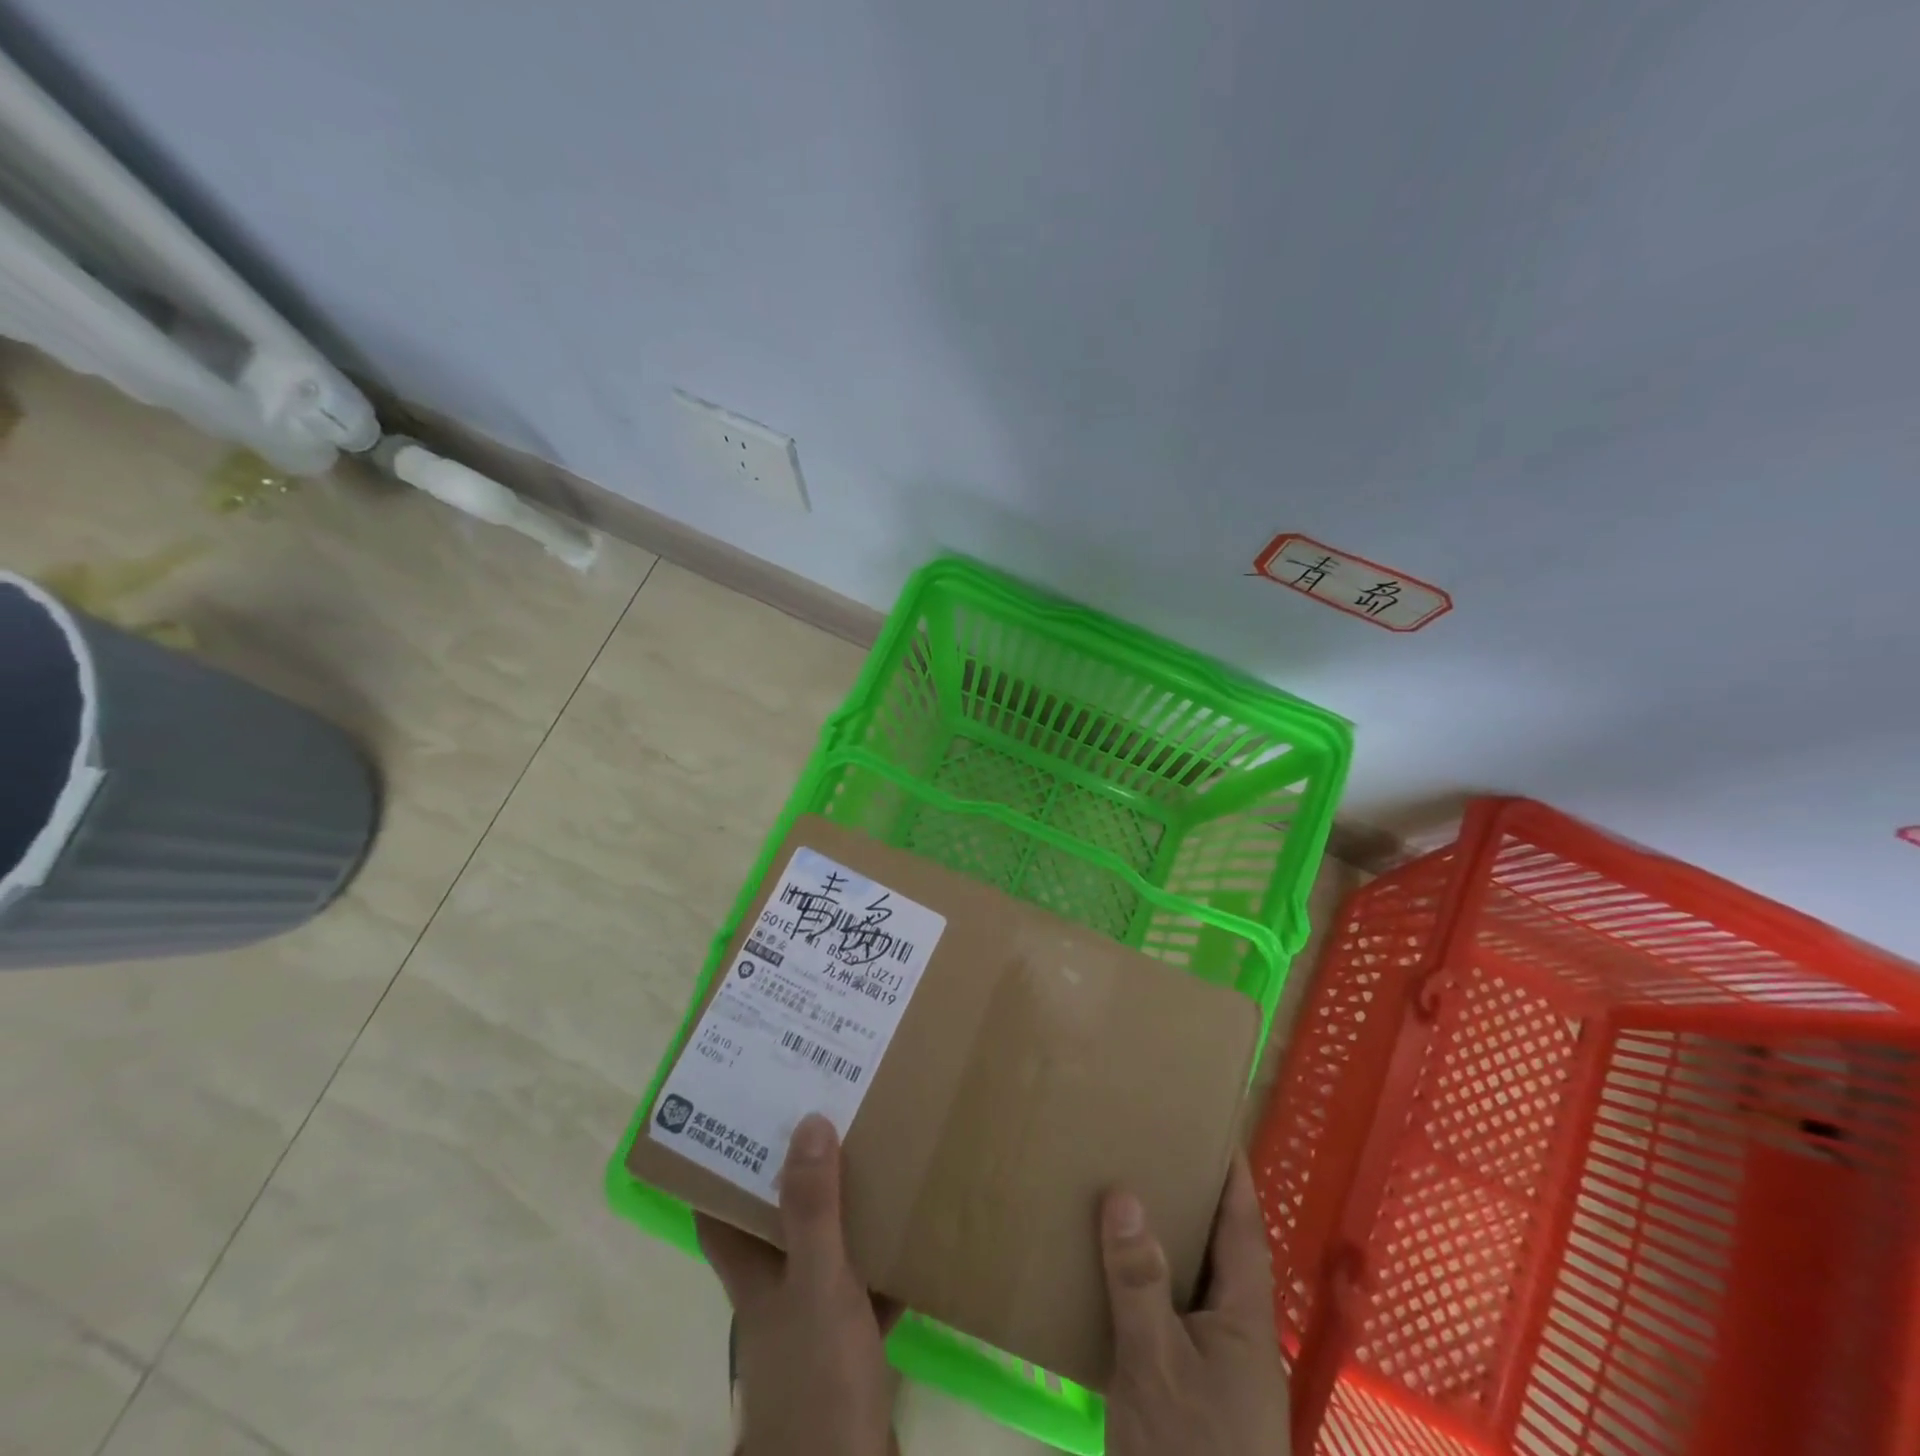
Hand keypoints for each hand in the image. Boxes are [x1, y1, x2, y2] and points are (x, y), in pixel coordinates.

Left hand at [696, 1114, 899, 1455]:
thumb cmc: (818, 1379)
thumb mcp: (816, 1284)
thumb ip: (812, 1210)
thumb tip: (808, 1121)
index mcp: (754, 1277)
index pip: (718, 1214)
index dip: (718, 1168)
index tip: (738, 1116)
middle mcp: (777, 1295)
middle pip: (778, 1224)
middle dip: (796, 1175)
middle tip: (824, 1116)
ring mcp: (814, 1324)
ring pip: (826, 1251)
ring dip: (845, 1212)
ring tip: (872, 1156)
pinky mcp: (851, 1348)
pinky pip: (868, 1287)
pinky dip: (885, 1262)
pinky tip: (911, 1231)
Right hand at [1100, 1152, 1290, 1455]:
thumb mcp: (1156, 1365)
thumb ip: (1140, 1280)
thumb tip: (1124, 1191)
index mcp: (1244, 1318)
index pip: (1242, 1227)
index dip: (1233, 1175)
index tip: (1216, 1126)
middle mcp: (1235, 1334)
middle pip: (1217, 1248)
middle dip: (1192, 1198)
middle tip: (1153, 1147)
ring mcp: (1212, 1368)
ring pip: (1189, 1282)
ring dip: (1164, 1240)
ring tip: (1125, 1192)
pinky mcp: (1184, 1394)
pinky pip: (1164, 1316)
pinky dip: (1141, 1285)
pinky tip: (1105, 1272)